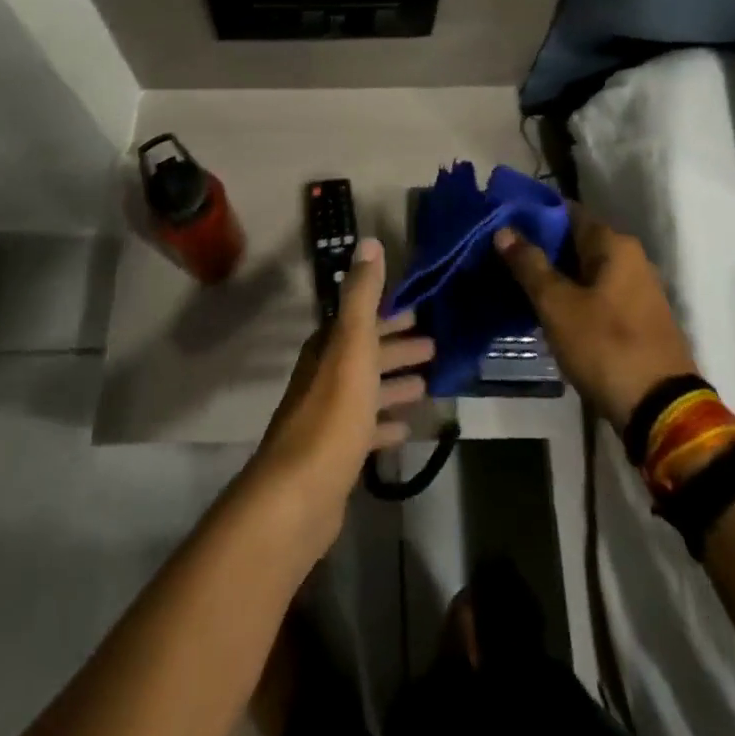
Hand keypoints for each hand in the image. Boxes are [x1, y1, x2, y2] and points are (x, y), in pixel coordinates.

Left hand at [249, 239, 433, 555]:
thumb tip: (369, 242)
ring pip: (367, 390)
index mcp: (328, 348)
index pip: (361, 321)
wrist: (300, 493)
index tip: (418, 313)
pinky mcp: (335, 454)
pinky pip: (366, 428)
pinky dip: (386, 423)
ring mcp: (329, 416)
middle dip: (397, 347)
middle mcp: (324, 375)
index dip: (389, 316)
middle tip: (434, 346)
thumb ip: (362, 296)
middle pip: (366, 354)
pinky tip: (407, 428)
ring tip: (428, 383)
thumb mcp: (352, 345)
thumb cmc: (333, 412)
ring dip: (394, 383)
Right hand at [496, 207, 696, 432]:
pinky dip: (573, 297)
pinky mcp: (638, 319)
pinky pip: (597, 294)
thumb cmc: (605, 346)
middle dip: (540, 249)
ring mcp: (638, 290)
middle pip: (576, 241)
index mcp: (614, 245)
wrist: (661, 410)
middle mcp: (631, 258)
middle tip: (501, 258)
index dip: (532, 216)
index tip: (501, 225)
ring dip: (555, 276)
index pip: (566, 212)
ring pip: (585, 271)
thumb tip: (504, 230)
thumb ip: (529, 264)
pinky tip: (547, 311)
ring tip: (516, 285)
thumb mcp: (557, 305)